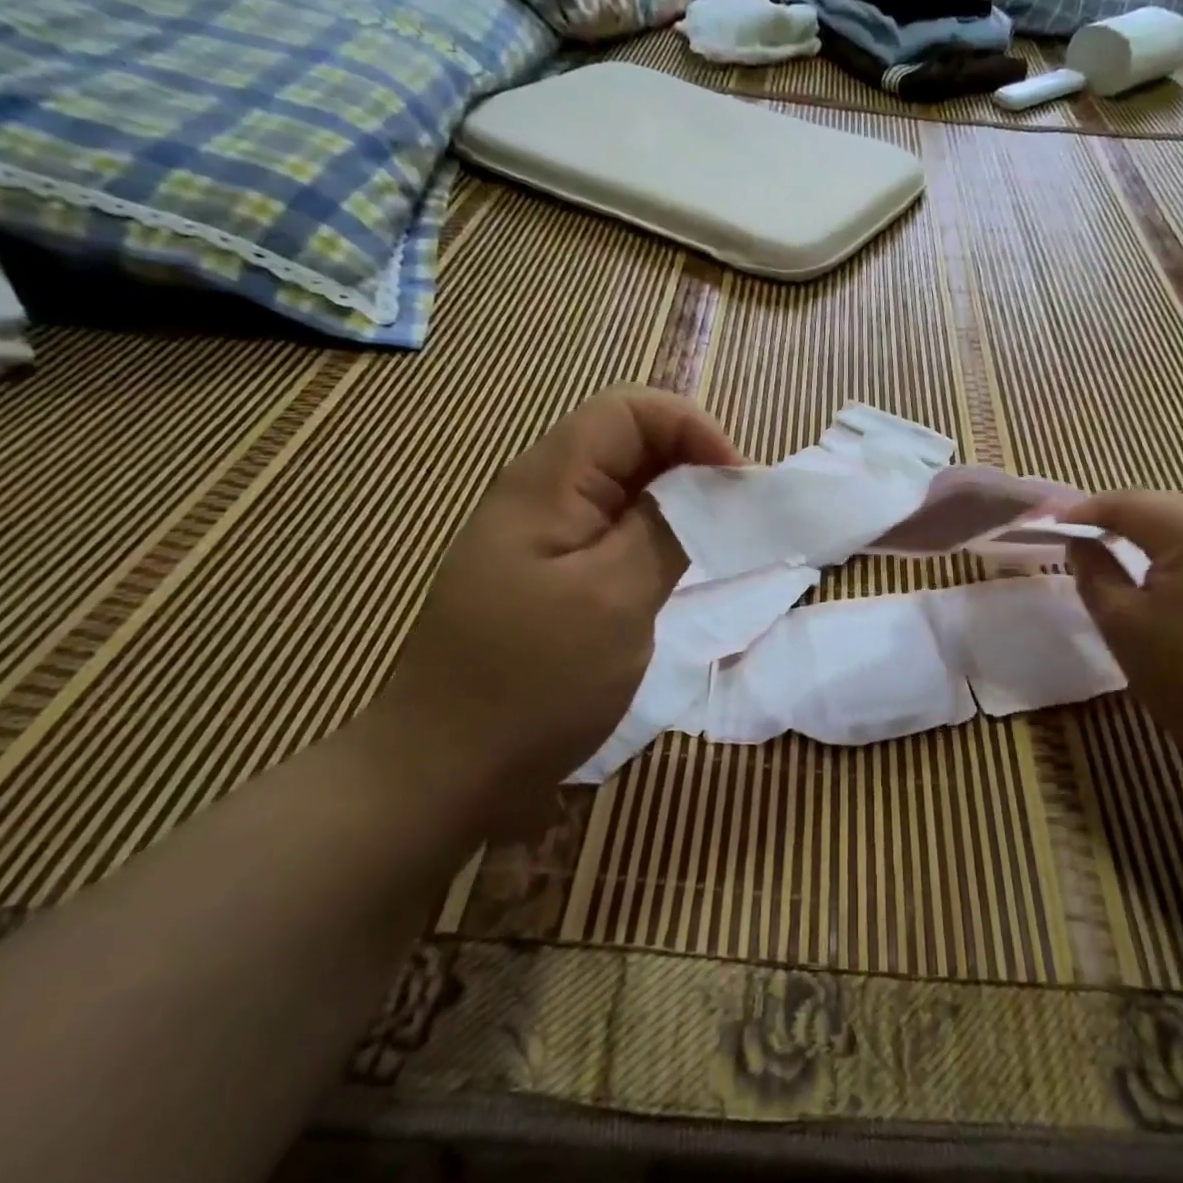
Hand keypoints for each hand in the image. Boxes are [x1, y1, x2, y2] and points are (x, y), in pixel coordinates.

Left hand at [371, 386, 738, 835]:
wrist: (443, 772)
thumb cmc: (531, 684)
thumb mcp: (614, 600)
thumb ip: (666, 529)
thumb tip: (710, 485)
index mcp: (548, 483)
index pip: (630, 410)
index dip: (693, 428)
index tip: (737, 483)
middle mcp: (542, 494)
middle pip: (628, 442)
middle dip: (693, 462)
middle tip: (739, 513)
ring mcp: (541, 537)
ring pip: (624, 488)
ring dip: (678, 500)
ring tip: (721, 538)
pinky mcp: (549, 576)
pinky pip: (612, 531)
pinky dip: (656, 536)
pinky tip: (680, 568)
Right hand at [1067, 492, 1182, 814]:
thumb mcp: (1121, 624)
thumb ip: (1093, 570)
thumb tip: (1080, 541)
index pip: (1130, 503)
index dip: (1085, 511)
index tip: (1052, 527)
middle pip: (1166, 504)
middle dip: (1120, 516)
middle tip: (1081, 537)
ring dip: (1154, 529)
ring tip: (1118, 550)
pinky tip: (1167, 573)